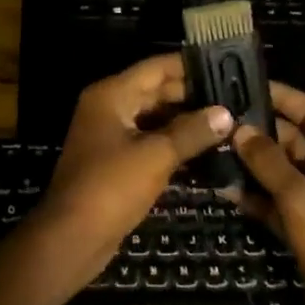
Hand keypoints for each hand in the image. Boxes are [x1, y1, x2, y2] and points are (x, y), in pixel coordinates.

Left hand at [33, 54, 234, 291]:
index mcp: (112, 94)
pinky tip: (204, 147)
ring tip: (226, 120)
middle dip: (192, 95)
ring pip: (154, 117)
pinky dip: (173, 141)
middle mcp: (108, 107)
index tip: (224, 66)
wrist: (71, 238)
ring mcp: (110, 134)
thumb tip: (226, 113)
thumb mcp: (156, 156)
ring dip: (185, 120)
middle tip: (232, 97)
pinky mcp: (115, 160)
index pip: (156, 68)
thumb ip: (192, 132)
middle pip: (155, 91)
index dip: (189, 66)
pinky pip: (149, 140)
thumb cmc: (111, 187)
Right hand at [228, 83, 304, 304]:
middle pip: (296, 140)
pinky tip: (225, 189)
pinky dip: (256, 195)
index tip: (246, 85)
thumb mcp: (302, 199)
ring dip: (254, 163)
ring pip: (283, 171)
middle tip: (221, 118)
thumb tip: (240, 129)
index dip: (283, 96)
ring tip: (215, 148)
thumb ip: (270, 162)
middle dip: (261, 130)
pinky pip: (278, 202)